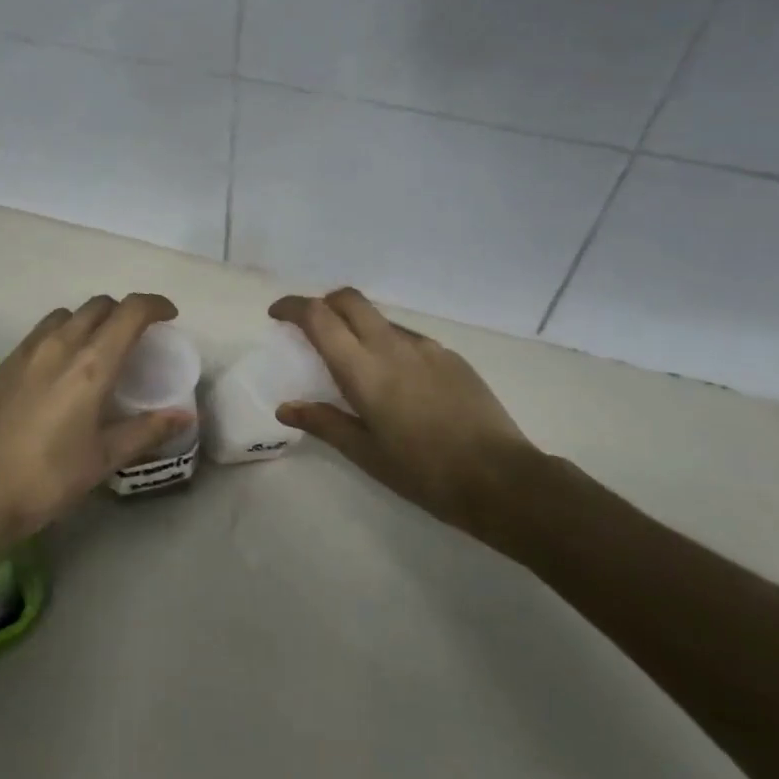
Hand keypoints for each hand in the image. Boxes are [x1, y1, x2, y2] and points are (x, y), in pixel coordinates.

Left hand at [0, 294, 193, 540]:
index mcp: (91, 364)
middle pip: (99, 305)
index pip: (130, 312)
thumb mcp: (103, 458)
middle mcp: (59, 345)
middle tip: (138, 338)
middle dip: (124, 312)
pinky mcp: (5, 364)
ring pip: (67, 315)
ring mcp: (27, 351)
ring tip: (99, 349)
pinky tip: (62, 368)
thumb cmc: (47, 478)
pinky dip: (63, 334)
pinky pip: (42, 331)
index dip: (155, 305)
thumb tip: (184, 416)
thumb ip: (146, 430)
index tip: (169, 316)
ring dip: (91, 320)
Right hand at [269, 288, 556, 555]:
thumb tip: (285, 407)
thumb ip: (324, 423)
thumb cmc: (423, 472)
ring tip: (355, 362)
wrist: (501, 479)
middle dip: (323, 304)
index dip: (292, 307)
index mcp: (364, 369)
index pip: (318, 317)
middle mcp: (392, 346)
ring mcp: (426, 347)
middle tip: (311, 329)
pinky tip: (396, 380)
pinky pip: (407, 337)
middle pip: (349, 300)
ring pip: (380, 318)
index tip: (277, 315)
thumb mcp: (366, 453)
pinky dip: (387, 343)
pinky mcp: (450, 356)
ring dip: (356, 325)